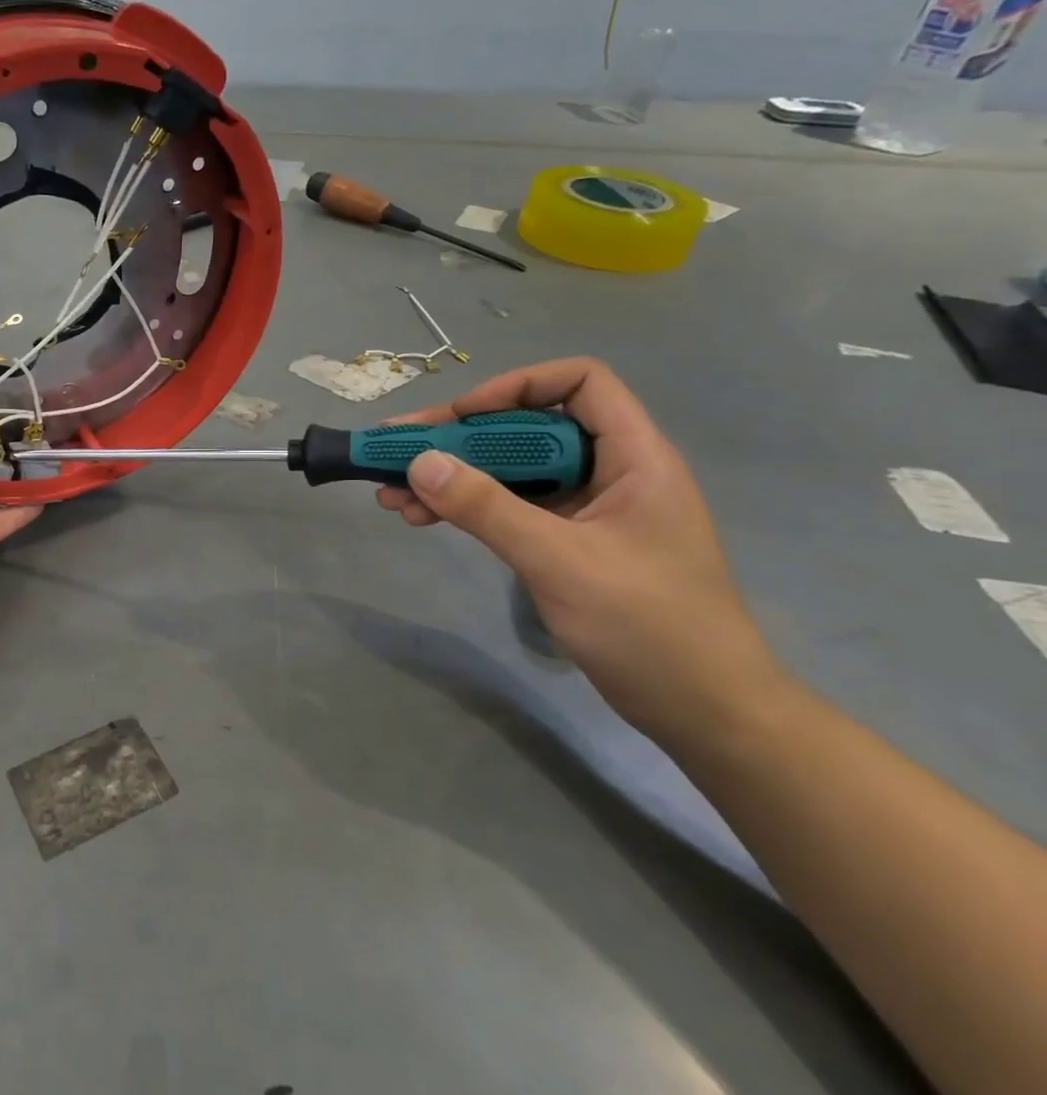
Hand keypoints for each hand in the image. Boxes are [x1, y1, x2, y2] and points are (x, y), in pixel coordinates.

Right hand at [377, 358, 786, 743]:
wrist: (703, 712)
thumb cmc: (648, 627)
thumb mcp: (559, 561)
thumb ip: (487, 508)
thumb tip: (420, 462)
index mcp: (634, 458)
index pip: (581, 382)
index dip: (517, 386)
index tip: (462, 418)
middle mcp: (610, 473)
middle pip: (528, 428)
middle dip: (459, 439)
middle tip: (398, 452)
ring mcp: (587, 510)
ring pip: (511, 472)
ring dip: (452, 478)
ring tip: (392, 494)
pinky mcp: (568, 543)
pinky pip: (510, 508)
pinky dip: (466, 509)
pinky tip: (423, 518)